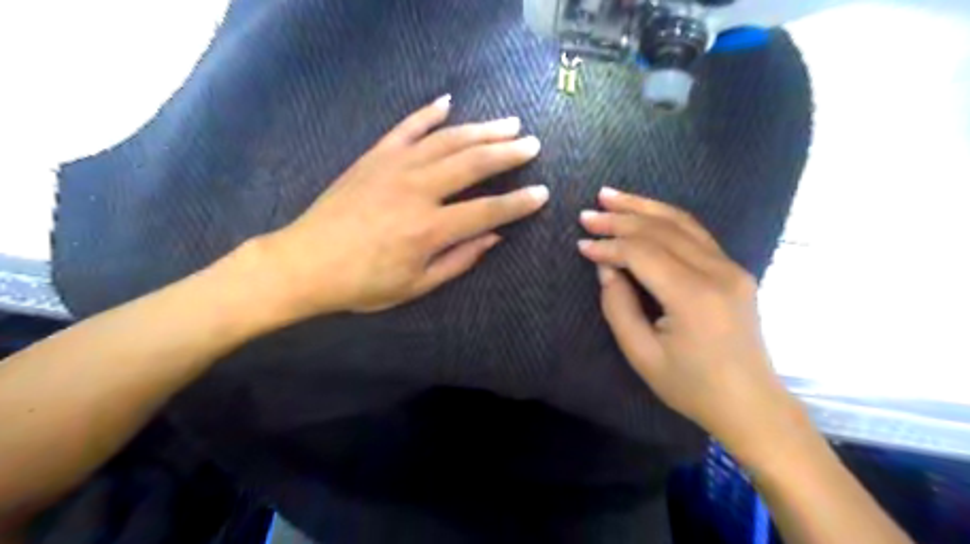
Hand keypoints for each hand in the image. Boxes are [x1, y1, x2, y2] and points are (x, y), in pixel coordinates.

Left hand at [258, 95, 547, 315]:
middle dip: (508, 153)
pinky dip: (428, 113)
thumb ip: (460, 260)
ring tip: (508, 123)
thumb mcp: (417, 285)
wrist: (305, 263)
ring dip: (482, 130)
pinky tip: (448, 102)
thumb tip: (495, 236)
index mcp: (430, 228)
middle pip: (474, 163)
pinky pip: (407, 127)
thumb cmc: (363, 283)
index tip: (542, 193)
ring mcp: (395, 167)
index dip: (519, 203)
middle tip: (532, 144)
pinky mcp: (374, 156)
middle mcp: (418, 190)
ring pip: (448, 140)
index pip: (488, 210)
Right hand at [579, 190, 800, 456]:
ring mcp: (731, 267)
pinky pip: (696, 233)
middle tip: (587, 213)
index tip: (581, 245)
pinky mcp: (735, 270)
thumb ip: (618, 306)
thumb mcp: (641, 354)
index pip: (642, 253)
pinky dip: (666, 218)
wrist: (751, 404)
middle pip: (661, 230)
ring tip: (612, 196)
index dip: (609, 245)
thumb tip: (607, 268)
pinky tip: (646, 212)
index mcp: (693, 296)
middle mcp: (717, 272)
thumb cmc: (691, 386)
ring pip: (681, 222)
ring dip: (643, 207)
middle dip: (620, 218)